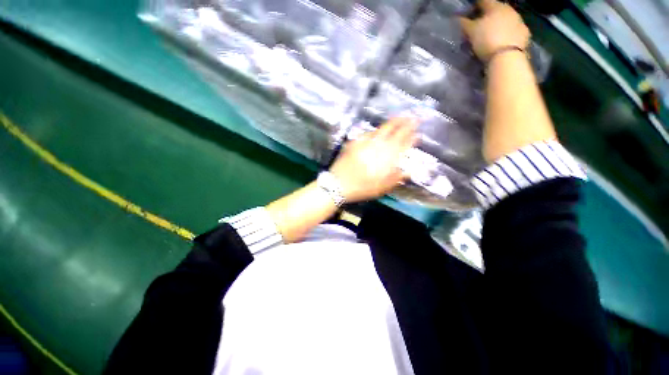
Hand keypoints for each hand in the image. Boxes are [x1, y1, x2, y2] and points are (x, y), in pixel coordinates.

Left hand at [329, 117, 418, 202]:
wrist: (338, 184)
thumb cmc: (361, 188)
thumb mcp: (381, 188)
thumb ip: (396, 178)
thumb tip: (408, 171)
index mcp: (386, 158)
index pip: (403, 144)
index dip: (411, 137)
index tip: (418, 132)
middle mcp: (377, 147)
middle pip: (394, 131)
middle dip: (405, 123)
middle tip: (412, 117)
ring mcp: (365, 142)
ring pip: (381, 129)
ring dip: (391, 123)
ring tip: (398, 119)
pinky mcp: (355, 142)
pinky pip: (367, 133)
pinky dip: (375, 131)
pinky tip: (377, 131)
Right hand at [460, 0, 529, 60]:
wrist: (507, 56)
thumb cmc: (487, 39)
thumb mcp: (471, 32)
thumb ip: (465, 23)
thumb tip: (458, 18)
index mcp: (495, 6)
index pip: (483, 1)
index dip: (475, 6)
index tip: (469, 13)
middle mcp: (508, 9)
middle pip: (496, 9)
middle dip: (487, 15)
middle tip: (479, 24)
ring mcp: (519, 20)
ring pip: (505, 19)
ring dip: (498, 24)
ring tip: (490, 34)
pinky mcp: (524, 33)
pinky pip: (513, 30)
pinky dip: (506, 33)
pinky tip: (501, 41)